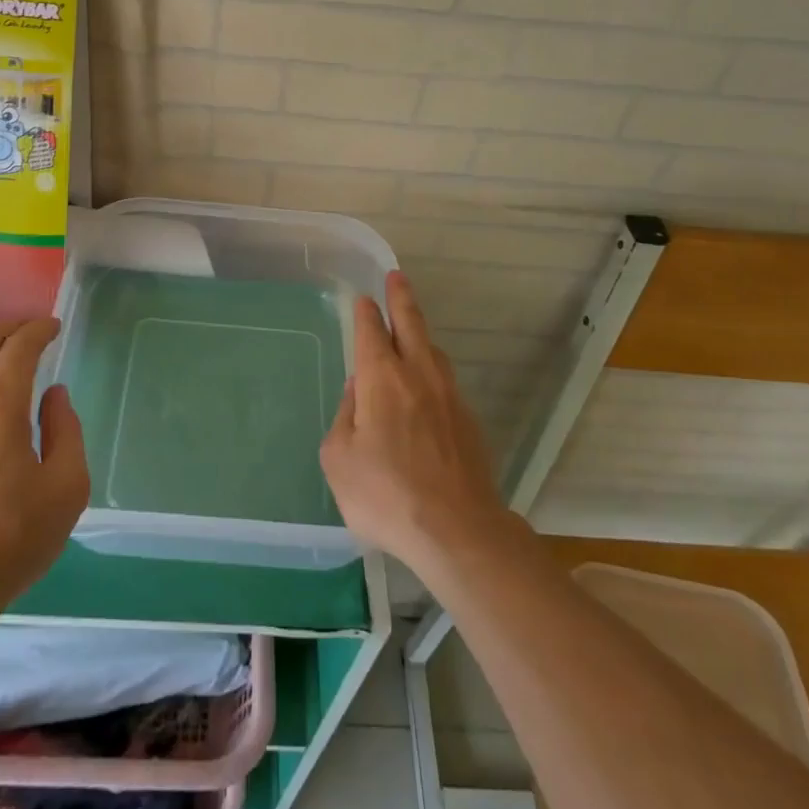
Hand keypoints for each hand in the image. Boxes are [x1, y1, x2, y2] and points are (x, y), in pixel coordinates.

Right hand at [320, 272, 512, 576]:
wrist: (458, 531)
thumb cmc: (386, 494)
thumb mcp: (339, 459)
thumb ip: (345, 417)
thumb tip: (357, 392)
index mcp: (382, 378)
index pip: (372, 331)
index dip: (366, 313)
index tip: (364, 299)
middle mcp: (418, 375)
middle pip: (411, 324)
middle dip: (401, 297)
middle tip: (397, 277)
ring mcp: (449, 396)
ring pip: (432, 351)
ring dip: (420, 334)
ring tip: (411, 329)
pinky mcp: (469, 421)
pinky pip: (445, 382)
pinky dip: (432, 370)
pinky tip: (427, 387)